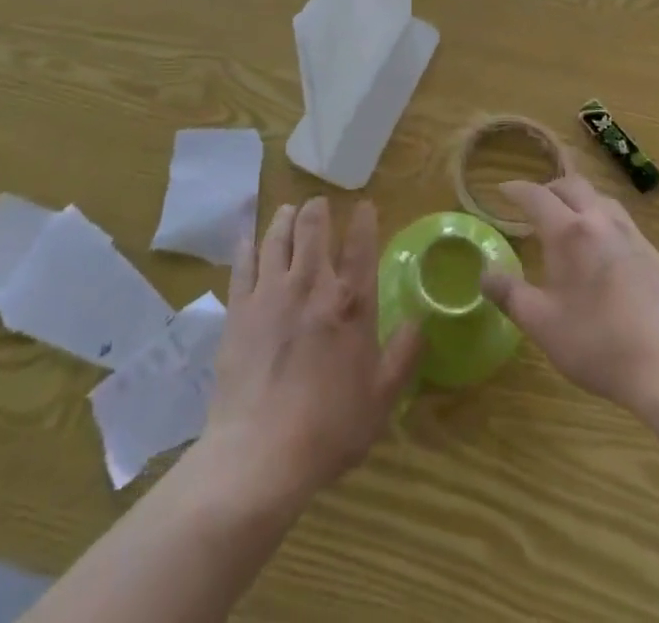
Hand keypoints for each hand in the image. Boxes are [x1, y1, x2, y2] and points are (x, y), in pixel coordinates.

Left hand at [200, 197, 422, 504]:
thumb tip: (419, 322)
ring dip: (284, 218)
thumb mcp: (381, 398)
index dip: (364, 219)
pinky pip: (243, 264)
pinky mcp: (239, 309)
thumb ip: (402, 355)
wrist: (261, 453)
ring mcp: (271, 292)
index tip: (364, 206)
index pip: (361, 244)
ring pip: (277, 237)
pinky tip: (247, 238)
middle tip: (319, 204)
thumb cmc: (330, 428)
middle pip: (313, 227)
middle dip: (317, 209)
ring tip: (287, 210)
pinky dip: (247, 245)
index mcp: (351, 302)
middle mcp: (311, 284)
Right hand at [480, 176, 658, 412]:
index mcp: (569, 233)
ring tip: (568, 219)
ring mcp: (632, 236)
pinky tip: (603, 247)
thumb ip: (509, 295)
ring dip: (579, 199)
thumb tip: (484, 274)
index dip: (516, 190)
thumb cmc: (597, 344)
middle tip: (534, 203)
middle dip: (549, 188)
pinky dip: (602, 219)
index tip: (502, 189)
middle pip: (572, 185)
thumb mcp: (541, 324)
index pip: (536, 195)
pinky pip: (622, 220)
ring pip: (601, 199)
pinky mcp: (654, 255)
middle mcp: (600, 222)